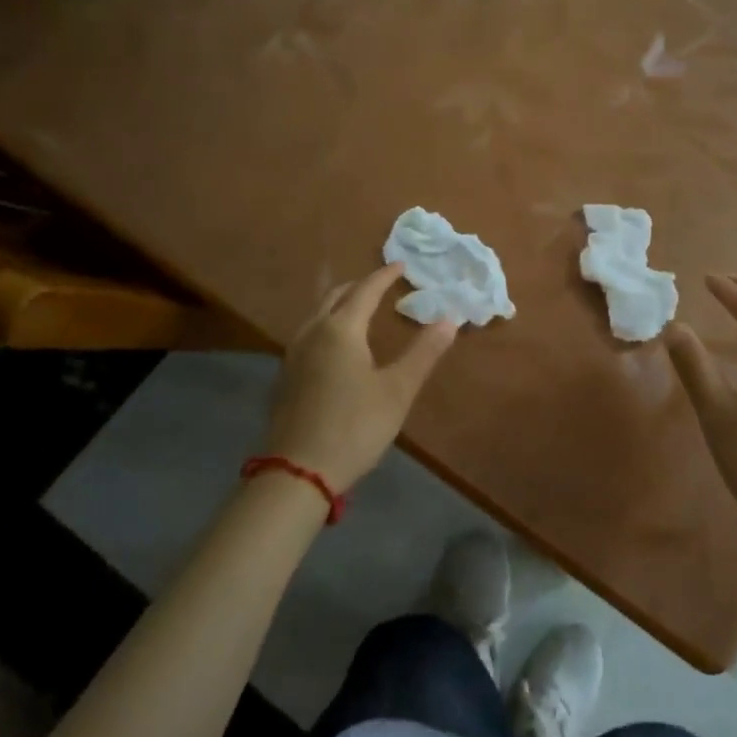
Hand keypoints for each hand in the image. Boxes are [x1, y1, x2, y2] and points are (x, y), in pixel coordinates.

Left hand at [259, 263, 458, 493]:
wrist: (299, 471)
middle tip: (382, 284)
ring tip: (360, 307)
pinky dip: (328, 323)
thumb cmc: (355, 426)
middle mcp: (313, 332)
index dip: (384, 276)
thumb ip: (424, 352)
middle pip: (335, 295)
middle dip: (360, 285)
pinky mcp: (286, 375)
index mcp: (341, 330)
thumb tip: (450, 319)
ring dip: (340, 302)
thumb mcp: (398, 390)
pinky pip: (309, 332)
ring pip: (318, 313)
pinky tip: (337, 343)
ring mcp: (294, 354)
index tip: (401, 265)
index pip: (365, 290)